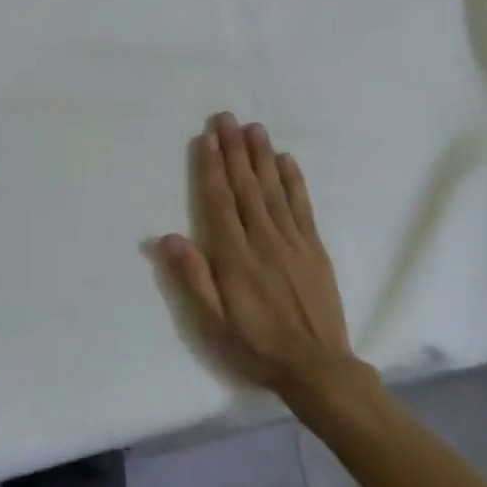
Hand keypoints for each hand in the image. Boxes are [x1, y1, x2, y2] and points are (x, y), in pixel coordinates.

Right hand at [159, 113, 363, 401]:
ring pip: (274, 190)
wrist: (319, 368)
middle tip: (226, 118)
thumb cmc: (257, 346)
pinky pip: (303, 207)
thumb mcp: (215, 323)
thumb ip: (194, 278)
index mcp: (236, 259)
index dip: (211, 169)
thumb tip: (168, 237)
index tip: (206, 139)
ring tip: (253, 128)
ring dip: (262, 157)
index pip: (220, 203)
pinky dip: (294, 181)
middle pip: (246, 188)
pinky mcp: (315, 249)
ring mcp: (294, 242)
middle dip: (234, 151)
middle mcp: (265, 241)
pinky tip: (286, 160)